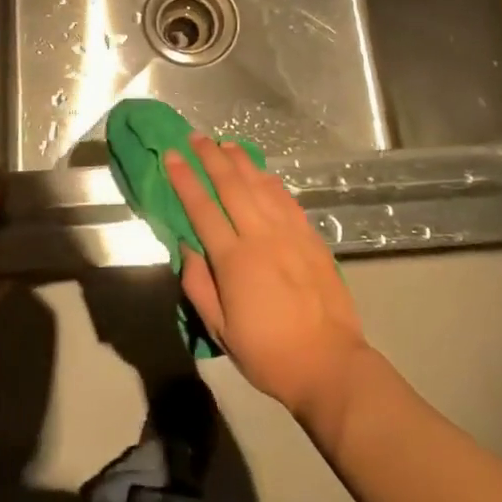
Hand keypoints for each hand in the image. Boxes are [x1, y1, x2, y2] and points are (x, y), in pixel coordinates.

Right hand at [166, 136, 370, 424]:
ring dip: (241, 162)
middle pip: (232, 186)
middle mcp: (261, 237)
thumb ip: (199, 285)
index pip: (202, 209)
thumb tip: (186, 247)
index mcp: (234, 260)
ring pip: (261, 185)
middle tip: (196, 137)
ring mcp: (290, 234)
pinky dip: (271, 181)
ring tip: (225, 144)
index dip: (185, 180)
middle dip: (211, 158)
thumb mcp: (221, 330)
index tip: (172, 156)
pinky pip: (287, 200)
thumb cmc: (268, 353)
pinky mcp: (311, 238)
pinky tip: (262, 173)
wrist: (329, 364)